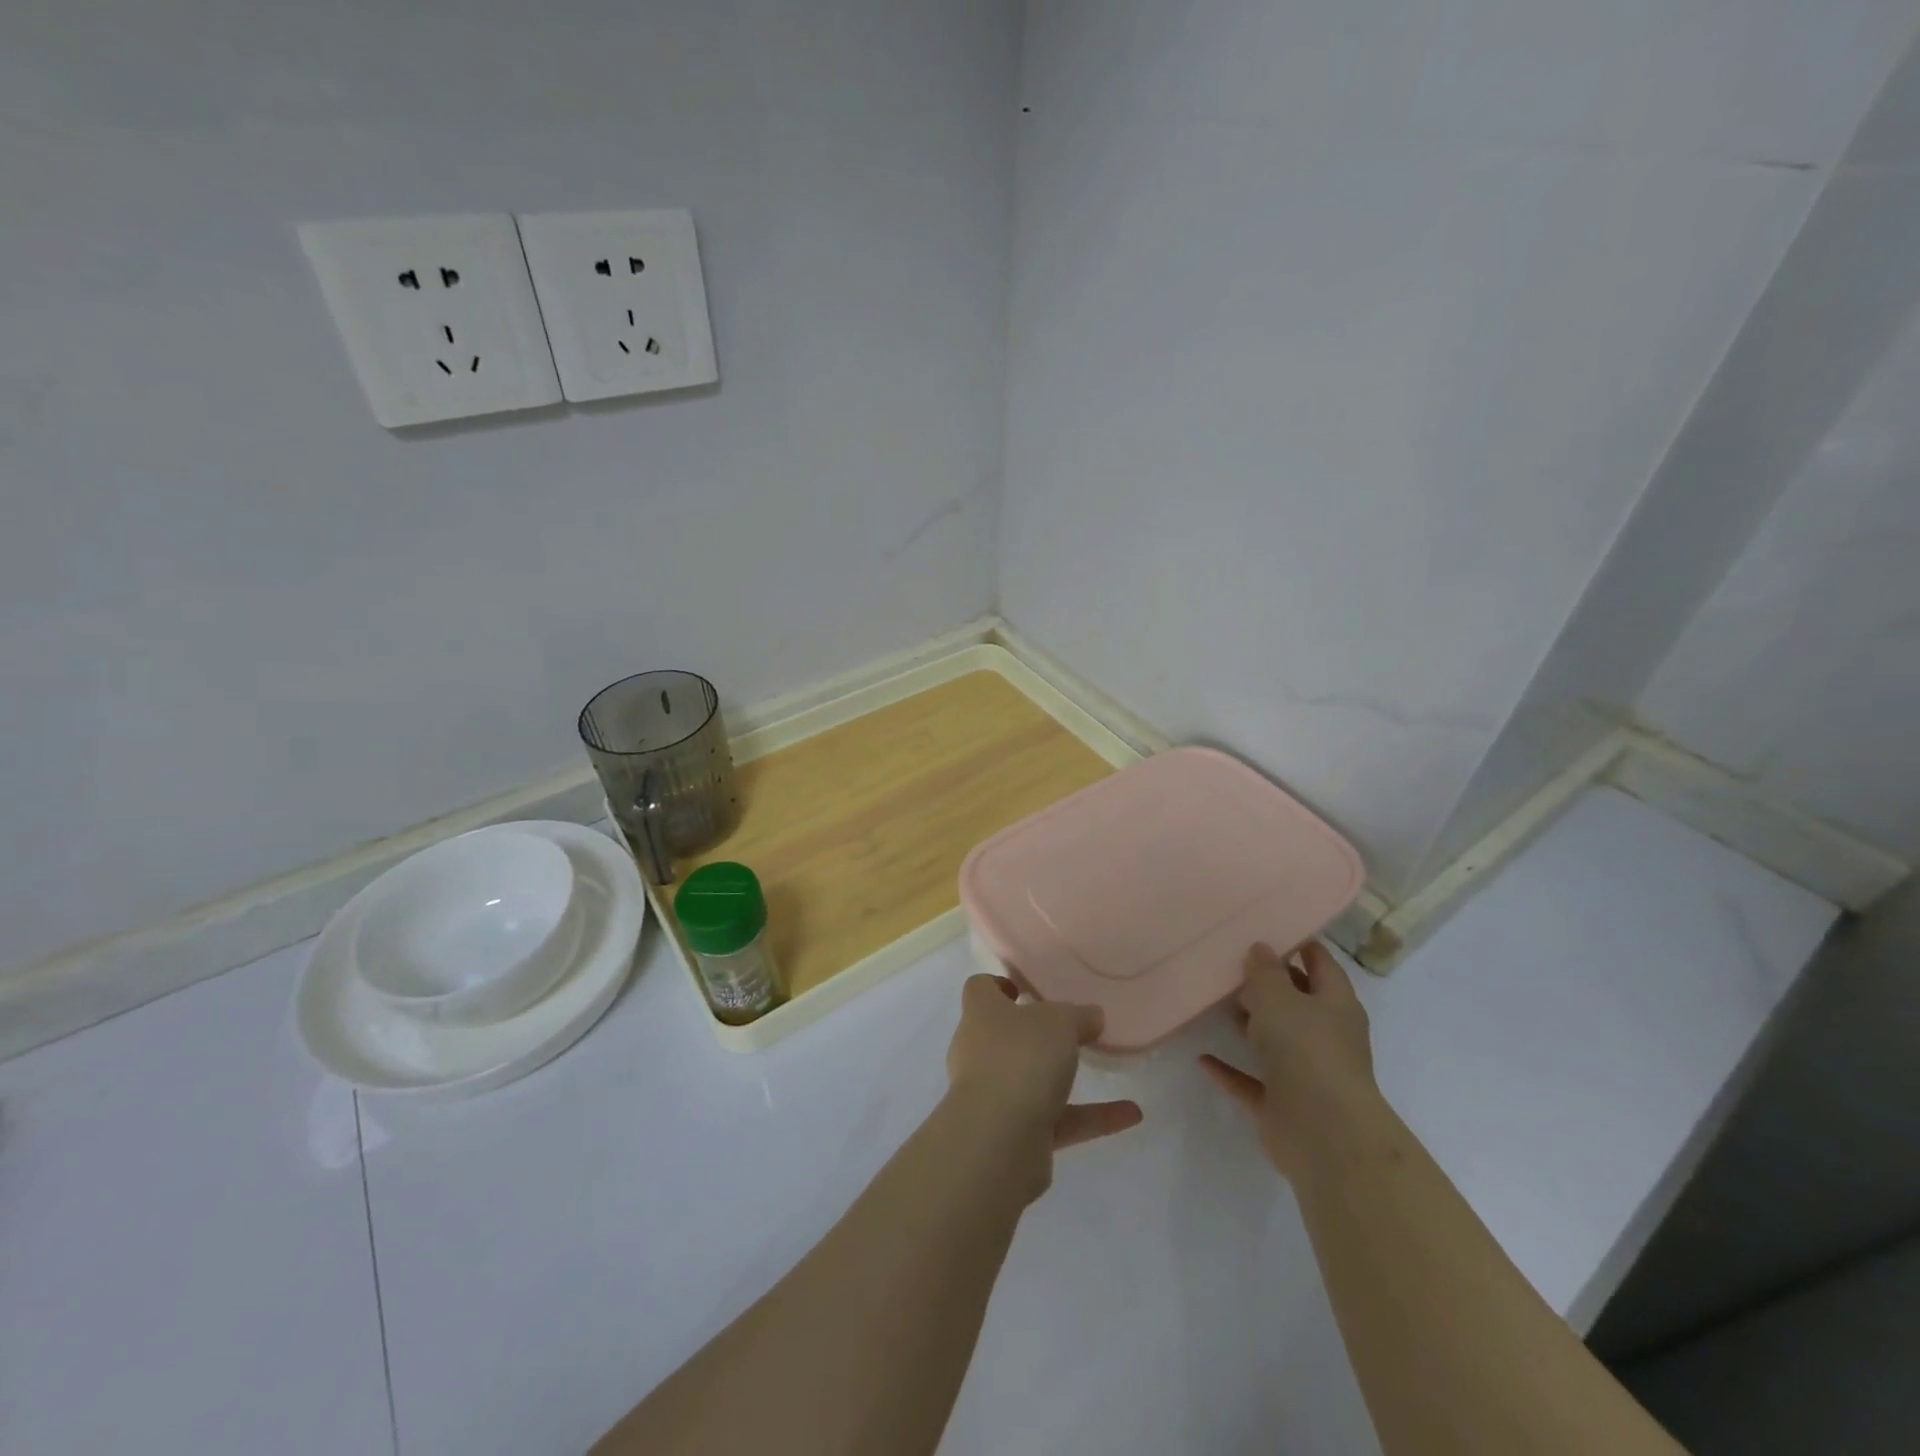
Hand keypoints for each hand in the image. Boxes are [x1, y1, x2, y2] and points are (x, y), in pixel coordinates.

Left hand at [944, 974, 1142, 1201]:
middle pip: (1003, 1034)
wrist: (998, 1140)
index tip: (1027, 989)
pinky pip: (1056, 1119)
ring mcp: (993, 1096)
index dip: (999, 984)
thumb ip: (1079, 1016)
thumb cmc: (1022, 1058)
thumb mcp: (1060, 1022)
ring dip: (1066, 1076)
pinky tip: (1129, 1114)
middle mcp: (979, 1051)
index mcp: (981, 1014)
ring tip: (1106, 1067)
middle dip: (1035, 1034)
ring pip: (1030, 1079)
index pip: (979, 989)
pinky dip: (1090, 1117)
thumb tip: (1091, 1016)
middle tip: (1071, 1029)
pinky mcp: (1013, 1135)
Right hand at [1199, 940, 1381, 1180]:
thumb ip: (1265, 972)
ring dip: (1248, 1024)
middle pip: (1296, 1002)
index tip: (1268, 926)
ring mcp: (1306, 1073)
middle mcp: (1325, 1036)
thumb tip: (1261, 948)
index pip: (1321, 963)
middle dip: (1267, 984)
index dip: (1299, 944)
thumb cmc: (1306, 1051)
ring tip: (1213, 1001)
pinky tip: (1202, 1058)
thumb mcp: (1279, 998)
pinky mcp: (1284, 1105)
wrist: (1324, 1135)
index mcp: (1335, 1004)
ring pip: (1274, 1040)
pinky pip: (1252, 1081)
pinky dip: (1230, 1070)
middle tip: (1228, 961)